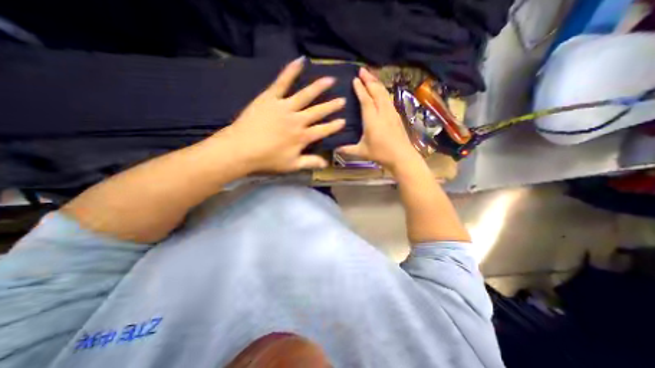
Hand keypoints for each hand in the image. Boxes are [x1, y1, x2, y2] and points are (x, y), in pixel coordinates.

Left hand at [214, 56, 346, 173]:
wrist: (240, 149)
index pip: (323, 130)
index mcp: (302, 137)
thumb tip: (326, 164)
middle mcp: (297, 120)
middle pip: (318, 111)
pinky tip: (300, 61)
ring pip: (305, 95)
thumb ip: (310, 163)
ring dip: (319, 87)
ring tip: (331, 80)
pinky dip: (291, 71)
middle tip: (343, 100)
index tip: (343, 121)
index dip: (334, 126)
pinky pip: (282, 82)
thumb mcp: (291, 165)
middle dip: (331, 106)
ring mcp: (284, 107)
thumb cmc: (267, 160)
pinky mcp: (270, 98)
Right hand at [334, 68, 422, 169]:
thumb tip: (334, 148)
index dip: (360, 89)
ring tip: (371, 76)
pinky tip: (381, 91)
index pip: (366, 100)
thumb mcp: (361, 152)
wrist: (402, 157)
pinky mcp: (397, 116)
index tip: (355, 79)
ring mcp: (391, 113)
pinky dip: (383, 91)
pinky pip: (388, 99)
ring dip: (377, 83)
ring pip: (384, 93)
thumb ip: (347, 149)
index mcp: (372, 120)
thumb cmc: (380, 154)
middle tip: (362, 70)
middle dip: (369, 79)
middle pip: (376, 91)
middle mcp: (382, 113)